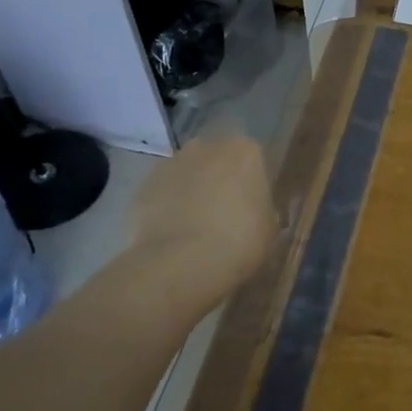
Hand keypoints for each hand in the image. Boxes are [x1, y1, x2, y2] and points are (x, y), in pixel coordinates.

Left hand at [125, 136, 274, 305]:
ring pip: (186, 174)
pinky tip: (173, 235)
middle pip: (216, 160)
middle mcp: (206, 147)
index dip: (253, 183)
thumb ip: (263, 211)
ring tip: (195, 227)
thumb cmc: (241, 240)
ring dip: (191, 192)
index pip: (254, 159)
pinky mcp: (141, 187)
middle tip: (225, 214)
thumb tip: (255, 212)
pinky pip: (162, 194)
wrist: (182, 263)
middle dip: (219, 180)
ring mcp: (170, 164)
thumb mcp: (270, 228)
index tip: (253, 206)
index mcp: (245, 151)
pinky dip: (166, 208)